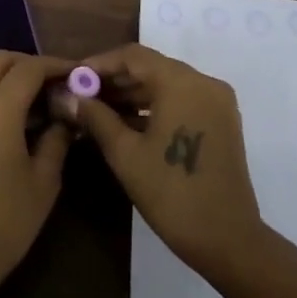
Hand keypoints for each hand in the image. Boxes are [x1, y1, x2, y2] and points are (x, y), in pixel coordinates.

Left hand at [0, 52, 74, 297]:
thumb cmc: (4, 223)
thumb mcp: (44, 183)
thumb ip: (57, 138)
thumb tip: (66, 114)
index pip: (29, 68)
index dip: (56, 66)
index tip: (78, 74)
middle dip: (29, 63)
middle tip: (56, 83)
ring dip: (8, 76)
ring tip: (37, 100)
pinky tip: (12, 117)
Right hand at [75, 43, 267, 281]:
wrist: (228, 241)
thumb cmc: (172, 193)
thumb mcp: (125, 154)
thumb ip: (96, 117)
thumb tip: (68, 97)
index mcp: (181, 82)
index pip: (132, 56)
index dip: (99, 64)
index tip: (74, 78)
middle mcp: (203, 82)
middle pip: (151, 67)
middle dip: (115, 80)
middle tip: (82, 96)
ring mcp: (216, 102)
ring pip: (166, 84)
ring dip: (133, 94)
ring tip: (98, 110)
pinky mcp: (221, 121)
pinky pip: (182, 100)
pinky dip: (155, 107)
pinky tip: (127, 123)